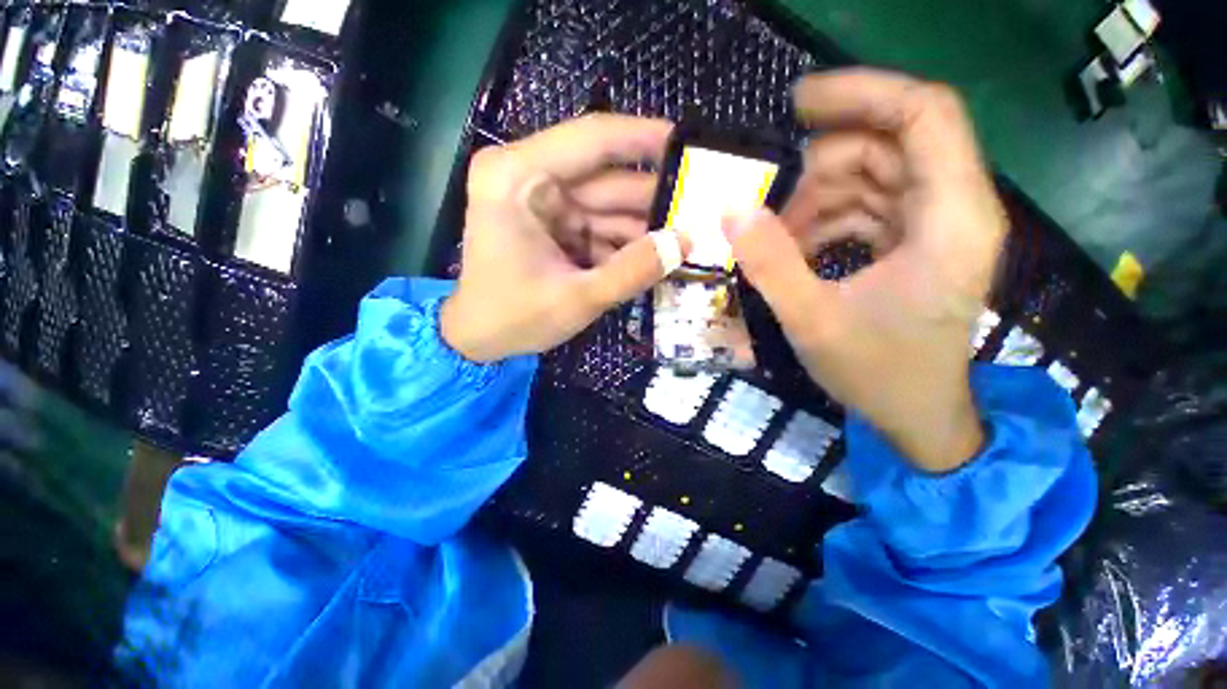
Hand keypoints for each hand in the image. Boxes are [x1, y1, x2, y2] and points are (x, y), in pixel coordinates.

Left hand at [442, 115, 685, 362]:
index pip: (592, 138)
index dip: (645, 139)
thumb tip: (685, 242)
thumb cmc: (514, 318)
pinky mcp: (553, 223)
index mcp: (517, 176)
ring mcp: (542, 201)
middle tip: (702, 208)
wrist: (479, 337)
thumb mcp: (577, 299)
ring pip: (608, 204)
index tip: (690, 145)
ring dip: (644, 225)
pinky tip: (655, 256)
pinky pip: (600, 225)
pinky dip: (626, 242)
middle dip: (653, 196)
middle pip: (605, 176)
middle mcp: (528, 176)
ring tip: (688, 238)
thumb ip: (631, 271)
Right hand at [725, 69, 1007, 472]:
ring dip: (818, 199)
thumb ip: (771, 265)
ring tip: (778, 240)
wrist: (916, 414)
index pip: (924, 114)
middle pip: (889, 144)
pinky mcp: (916, 242)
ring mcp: (936, 225)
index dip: (863, 92)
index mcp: (951, 219)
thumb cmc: (877, 373)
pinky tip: (798, 249)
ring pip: (873, 175)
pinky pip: (868, 205)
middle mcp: (955, 209)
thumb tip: (732, 211)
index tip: (798, 104)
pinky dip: (828, 219)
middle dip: (821, 167)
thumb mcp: (813, 321)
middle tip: (770, 207)